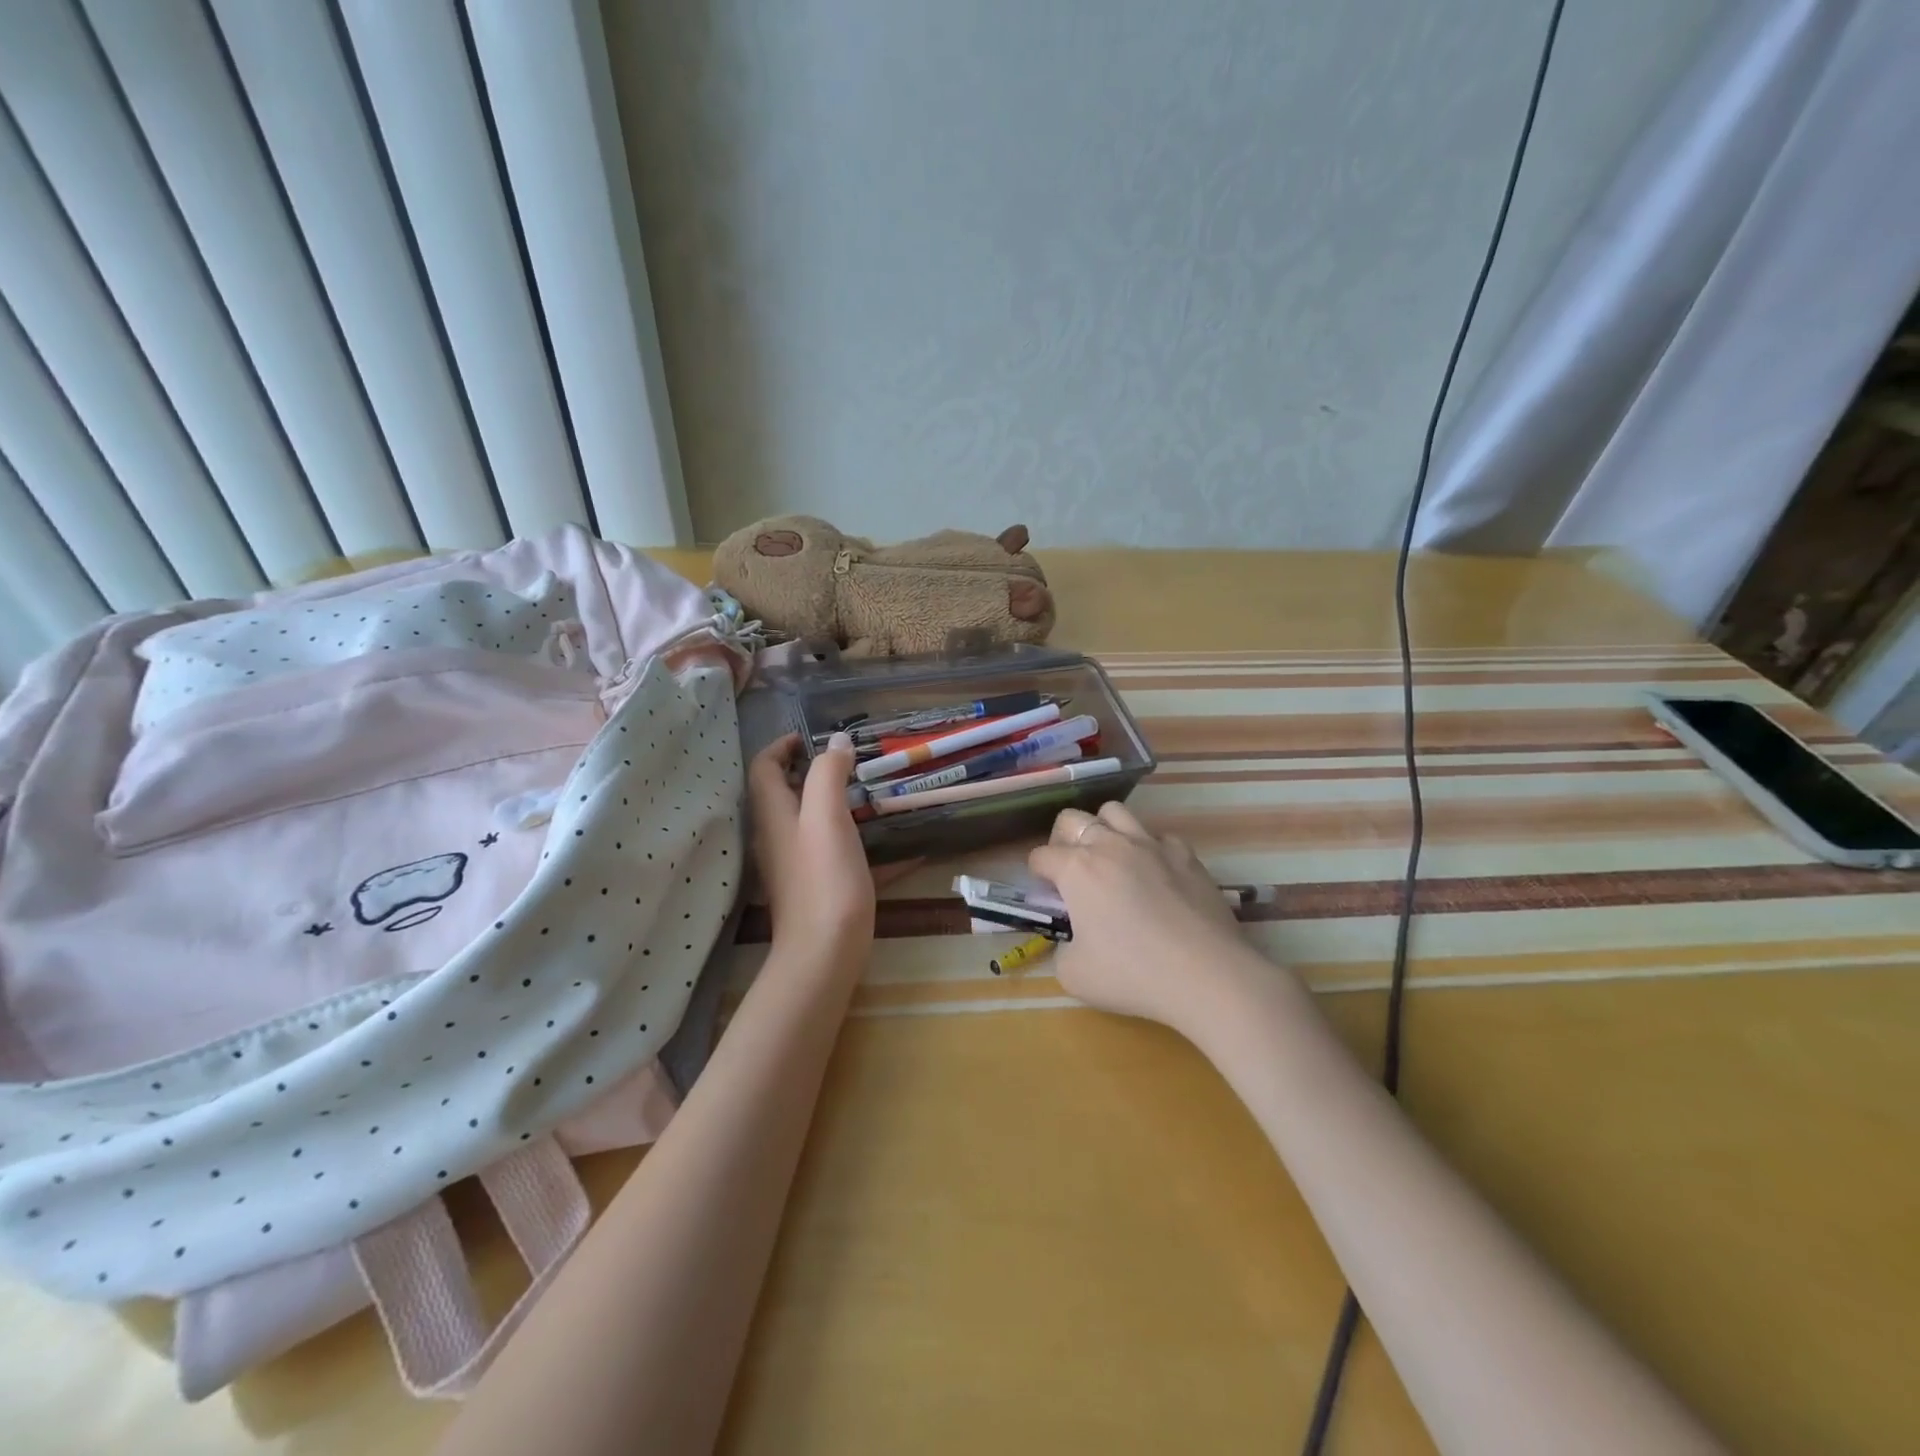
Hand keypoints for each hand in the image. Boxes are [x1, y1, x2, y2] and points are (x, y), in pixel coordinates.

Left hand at [746, 732, 876, 960]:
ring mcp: (794, 864)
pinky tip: (892, 846)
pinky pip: (833, 852)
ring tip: (869, 794)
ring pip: (808, 822)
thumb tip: (836, 741)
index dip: (783, 745)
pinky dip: (854, 840)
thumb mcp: (826, 816)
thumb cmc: (824, 878)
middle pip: (784, 793)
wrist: (825, 953)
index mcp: (773, 814)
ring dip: (833, 803)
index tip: (814, 736)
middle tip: (850, 762)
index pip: (764, 767)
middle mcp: (776, 836)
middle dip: (812, 771)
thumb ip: (828, 774)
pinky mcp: (815, 886)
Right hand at [1028, 800, 1250, 1030]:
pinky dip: (1150, 849)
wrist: (1206, 975)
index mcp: (1077, 869)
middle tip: (1070, 870)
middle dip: (1062, 840)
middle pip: (1072, 819)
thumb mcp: (1073, 975)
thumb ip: (1062, 949)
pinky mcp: (1186, 855)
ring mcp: (1151, 845)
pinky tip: (1155, 874)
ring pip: (1115, 812)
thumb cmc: (1132, 974)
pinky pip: (1159, 837)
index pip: (1041, 856)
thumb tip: (1073, 939)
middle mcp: (1110, 845)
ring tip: (1109, 859)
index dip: (1037, 875)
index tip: (1047, 895)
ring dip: (1104, 830)